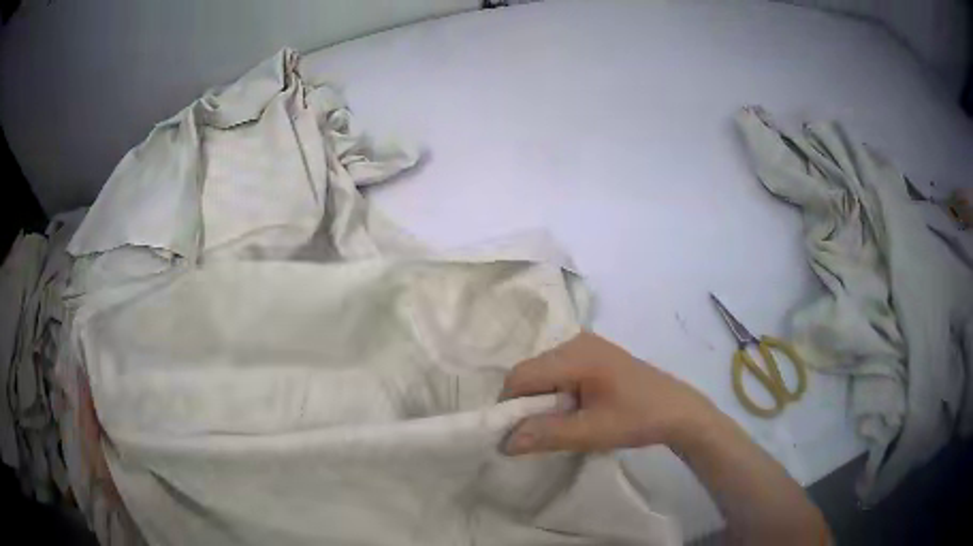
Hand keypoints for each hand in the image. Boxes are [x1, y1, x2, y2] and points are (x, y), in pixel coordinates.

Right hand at [500, 331, 716, 454]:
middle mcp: (576, 341)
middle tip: (542, 431)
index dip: (511, 405)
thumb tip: (504, 442)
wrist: (678, 410)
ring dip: (542, 399)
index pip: (521, 375)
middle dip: (527, 403)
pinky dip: (556, 392)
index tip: (517, 433)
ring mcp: (587, 344)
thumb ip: (546, 434)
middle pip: (531, 371)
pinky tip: (575, 409)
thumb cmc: (637, 419)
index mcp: (576, 355)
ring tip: (561, 422)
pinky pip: (559, 370)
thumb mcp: (591, 432)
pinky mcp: (595, 353)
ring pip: (544, 371)